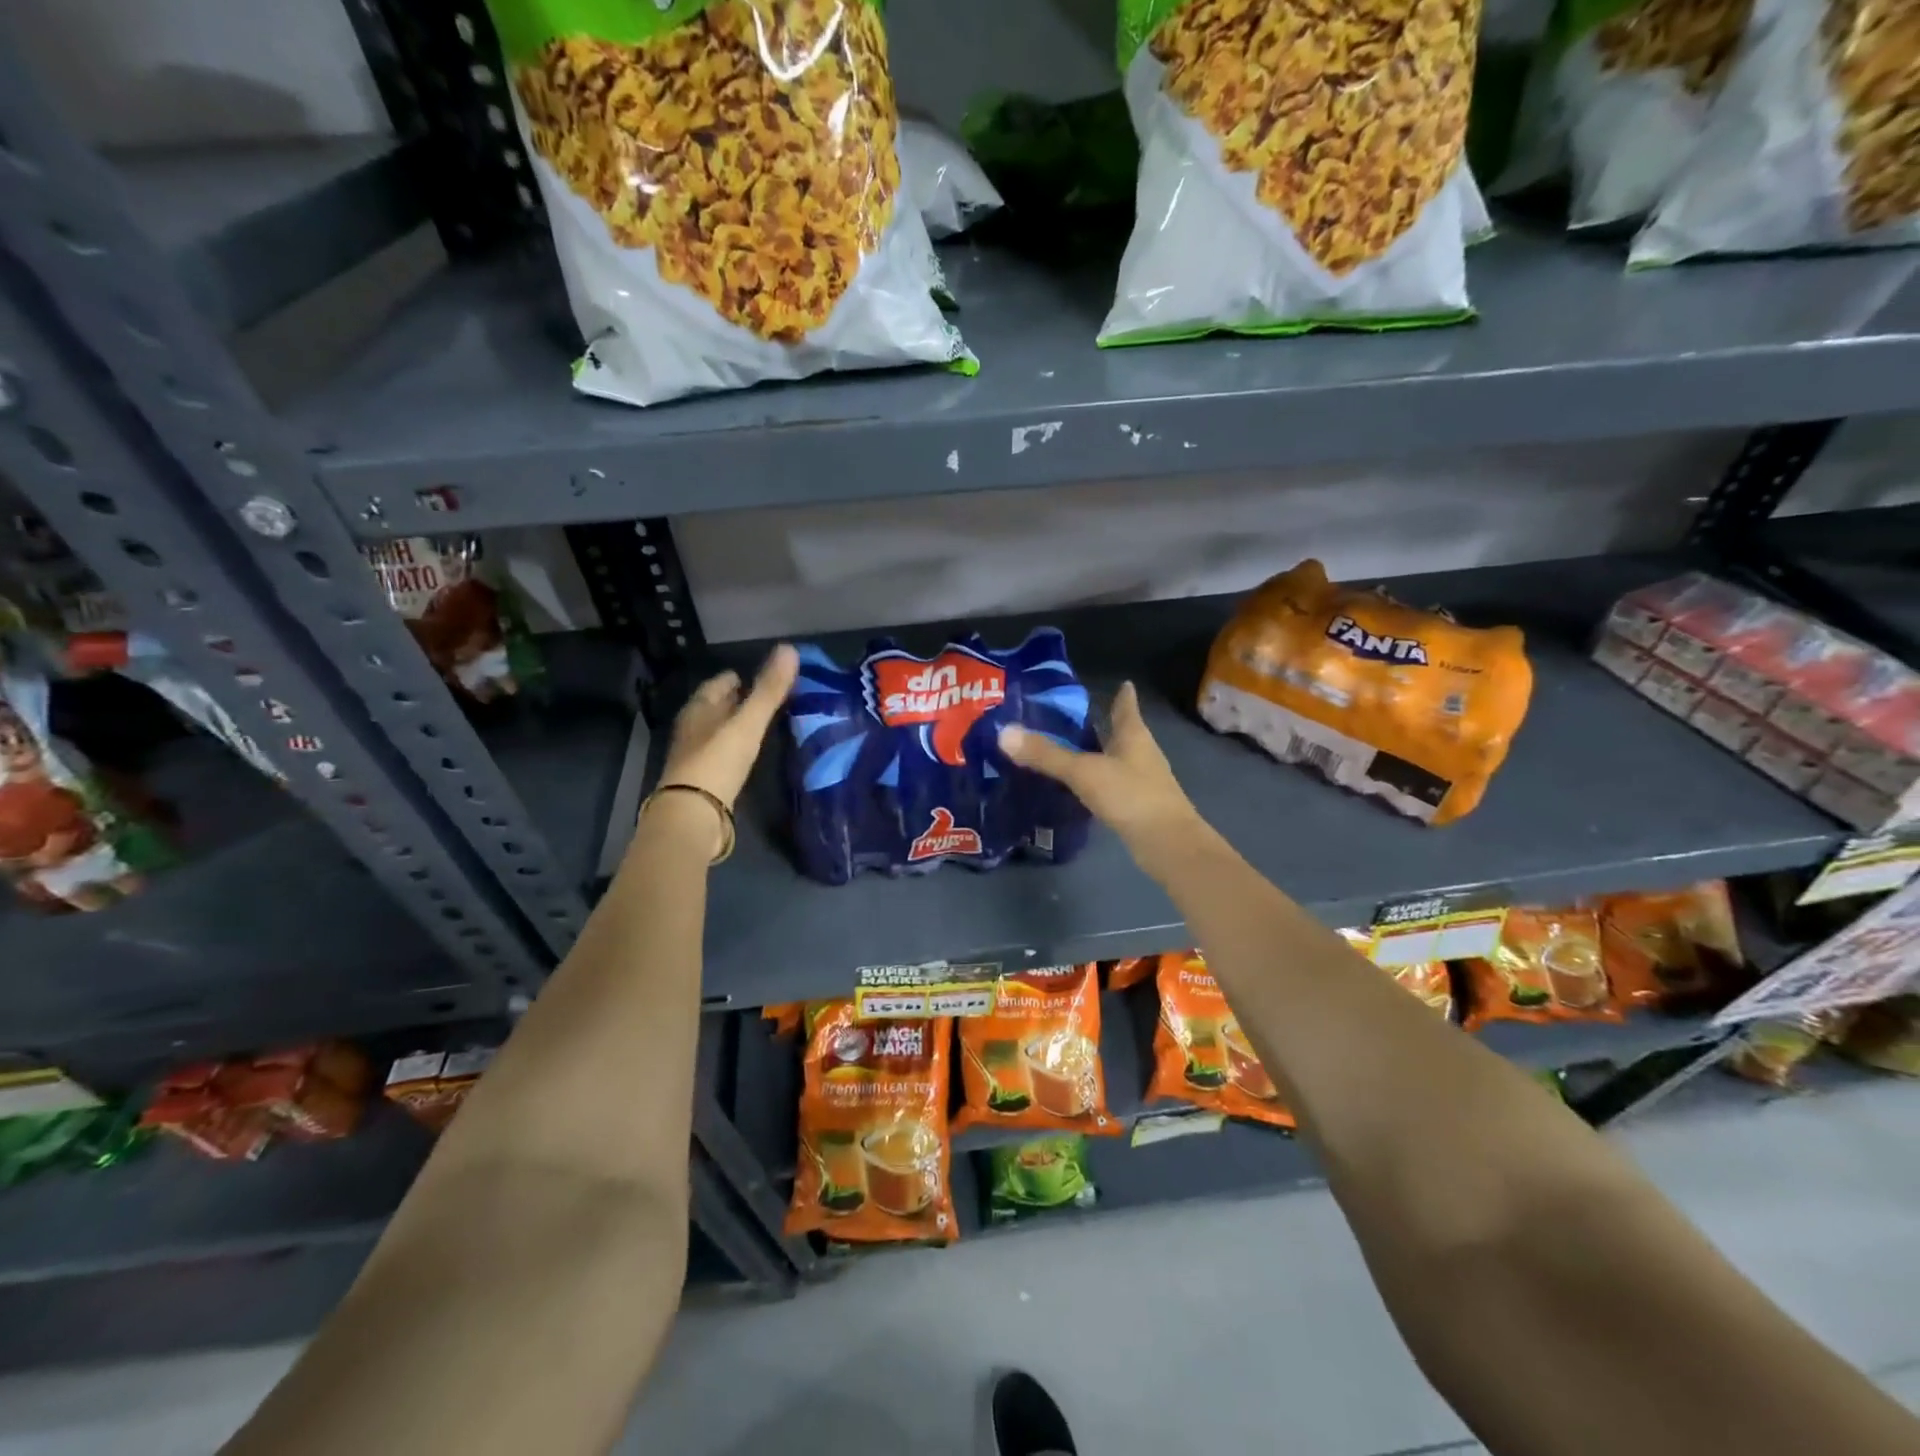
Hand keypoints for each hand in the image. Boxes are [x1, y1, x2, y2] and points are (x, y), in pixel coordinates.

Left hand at [659, 644, 798, 809]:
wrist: (693, 816)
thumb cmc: (717, 762)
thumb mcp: (747, 723)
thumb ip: (769, 690)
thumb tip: (790, 649)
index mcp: (698, 709)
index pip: (717, 684)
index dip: (737, 678)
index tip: (760, 676)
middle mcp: (692, 728)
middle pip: (715, 707)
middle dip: (736, 700)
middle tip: (766, 698)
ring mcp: (695, 755)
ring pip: (718, 731)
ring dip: (736, 725)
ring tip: (762, 724)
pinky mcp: (703, 780)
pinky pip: (721, 754)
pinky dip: (735, 748)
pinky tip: (749, 753)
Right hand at [997, 682, 1205, 868]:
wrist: (1167, 844)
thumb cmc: (1131, 796)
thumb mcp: (1084, 772)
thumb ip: (1046, 754)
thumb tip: (1004, 733)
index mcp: (1133, 736)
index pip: (1127, 708)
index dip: (1123, 695)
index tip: (1121, 683)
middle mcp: (1140, 754)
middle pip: (1121, 733)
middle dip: (1102, 724)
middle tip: (1073, 717)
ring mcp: (1141, 782)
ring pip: (1116, 760)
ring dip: (1098, 754)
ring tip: (1070, 749)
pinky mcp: (1136, 807)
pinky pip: (1112, 786)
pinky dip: (1097, 781)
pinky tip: (1079, 787)